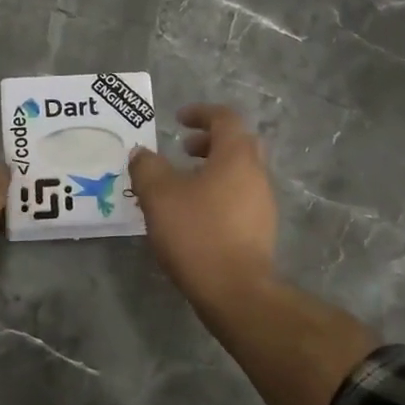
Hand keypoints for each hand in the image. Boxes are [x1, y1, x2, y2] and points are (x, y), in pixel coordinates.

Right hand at [130, 104, 278, 319]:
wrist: (235, 291)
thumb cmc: (197, 233)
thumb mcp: (159, 195)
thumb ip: (147, 168)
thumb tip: (141, 153)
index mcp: (236, 157)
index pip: (225, 118)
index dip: (201, 113)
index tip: (178, 119)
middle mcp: (256, 175)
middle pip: (238, 144)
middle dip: (209, 141)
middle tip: (183, 150)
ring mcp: (263, 204)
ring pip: (239, 173)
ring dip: (212, 169)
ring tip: (182, 185)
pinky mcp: (260, 231)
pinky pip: (239, 198)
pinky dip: (218, 193)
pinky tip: (194, 215)